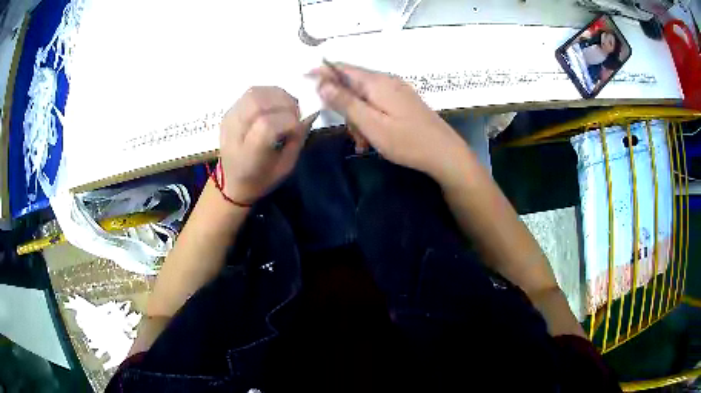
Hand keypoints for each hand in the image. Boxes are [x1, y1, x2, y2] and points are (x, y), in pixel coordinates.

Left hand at [219, 87, 313, 203]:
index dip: (289, 121)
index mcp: (247, 155)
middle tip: (296, 114)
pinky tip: (276, 104)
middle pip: (258, 104)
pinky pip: (251, 93)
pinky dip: (269, 93)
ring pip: (254, 93)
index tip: (299, 127)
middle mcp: (234, 133)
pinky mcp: (230, 111)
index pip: (266, 125)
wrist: (232, 181)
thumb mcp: (285, 167)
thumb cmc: (261, 178)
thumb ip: (297, 140)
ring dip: (277, 96)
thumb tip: (309, 115)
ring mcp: (229, 119)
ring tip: (287, 108)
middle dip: (284, 104)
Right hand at [312, 63, 467, 179]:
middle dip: (345, 108)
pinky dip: (371, 120)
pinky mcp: (404, 103)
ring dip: (358, 119)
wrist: (445, 154)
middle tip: (351, 134)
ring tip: (364, 143)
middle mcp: (387, 81)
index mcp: (377, 83)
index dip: (322, 71)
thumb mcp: (371, 124)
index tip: (304, 78)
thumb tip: (322, 82)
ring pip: (365, 99)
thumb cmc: (407, 142)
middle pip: (353, 85)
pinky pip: (378, 105)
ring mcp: (398, 91)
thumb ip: (345, 102)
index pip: (343, 68)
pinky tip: (373, 139)